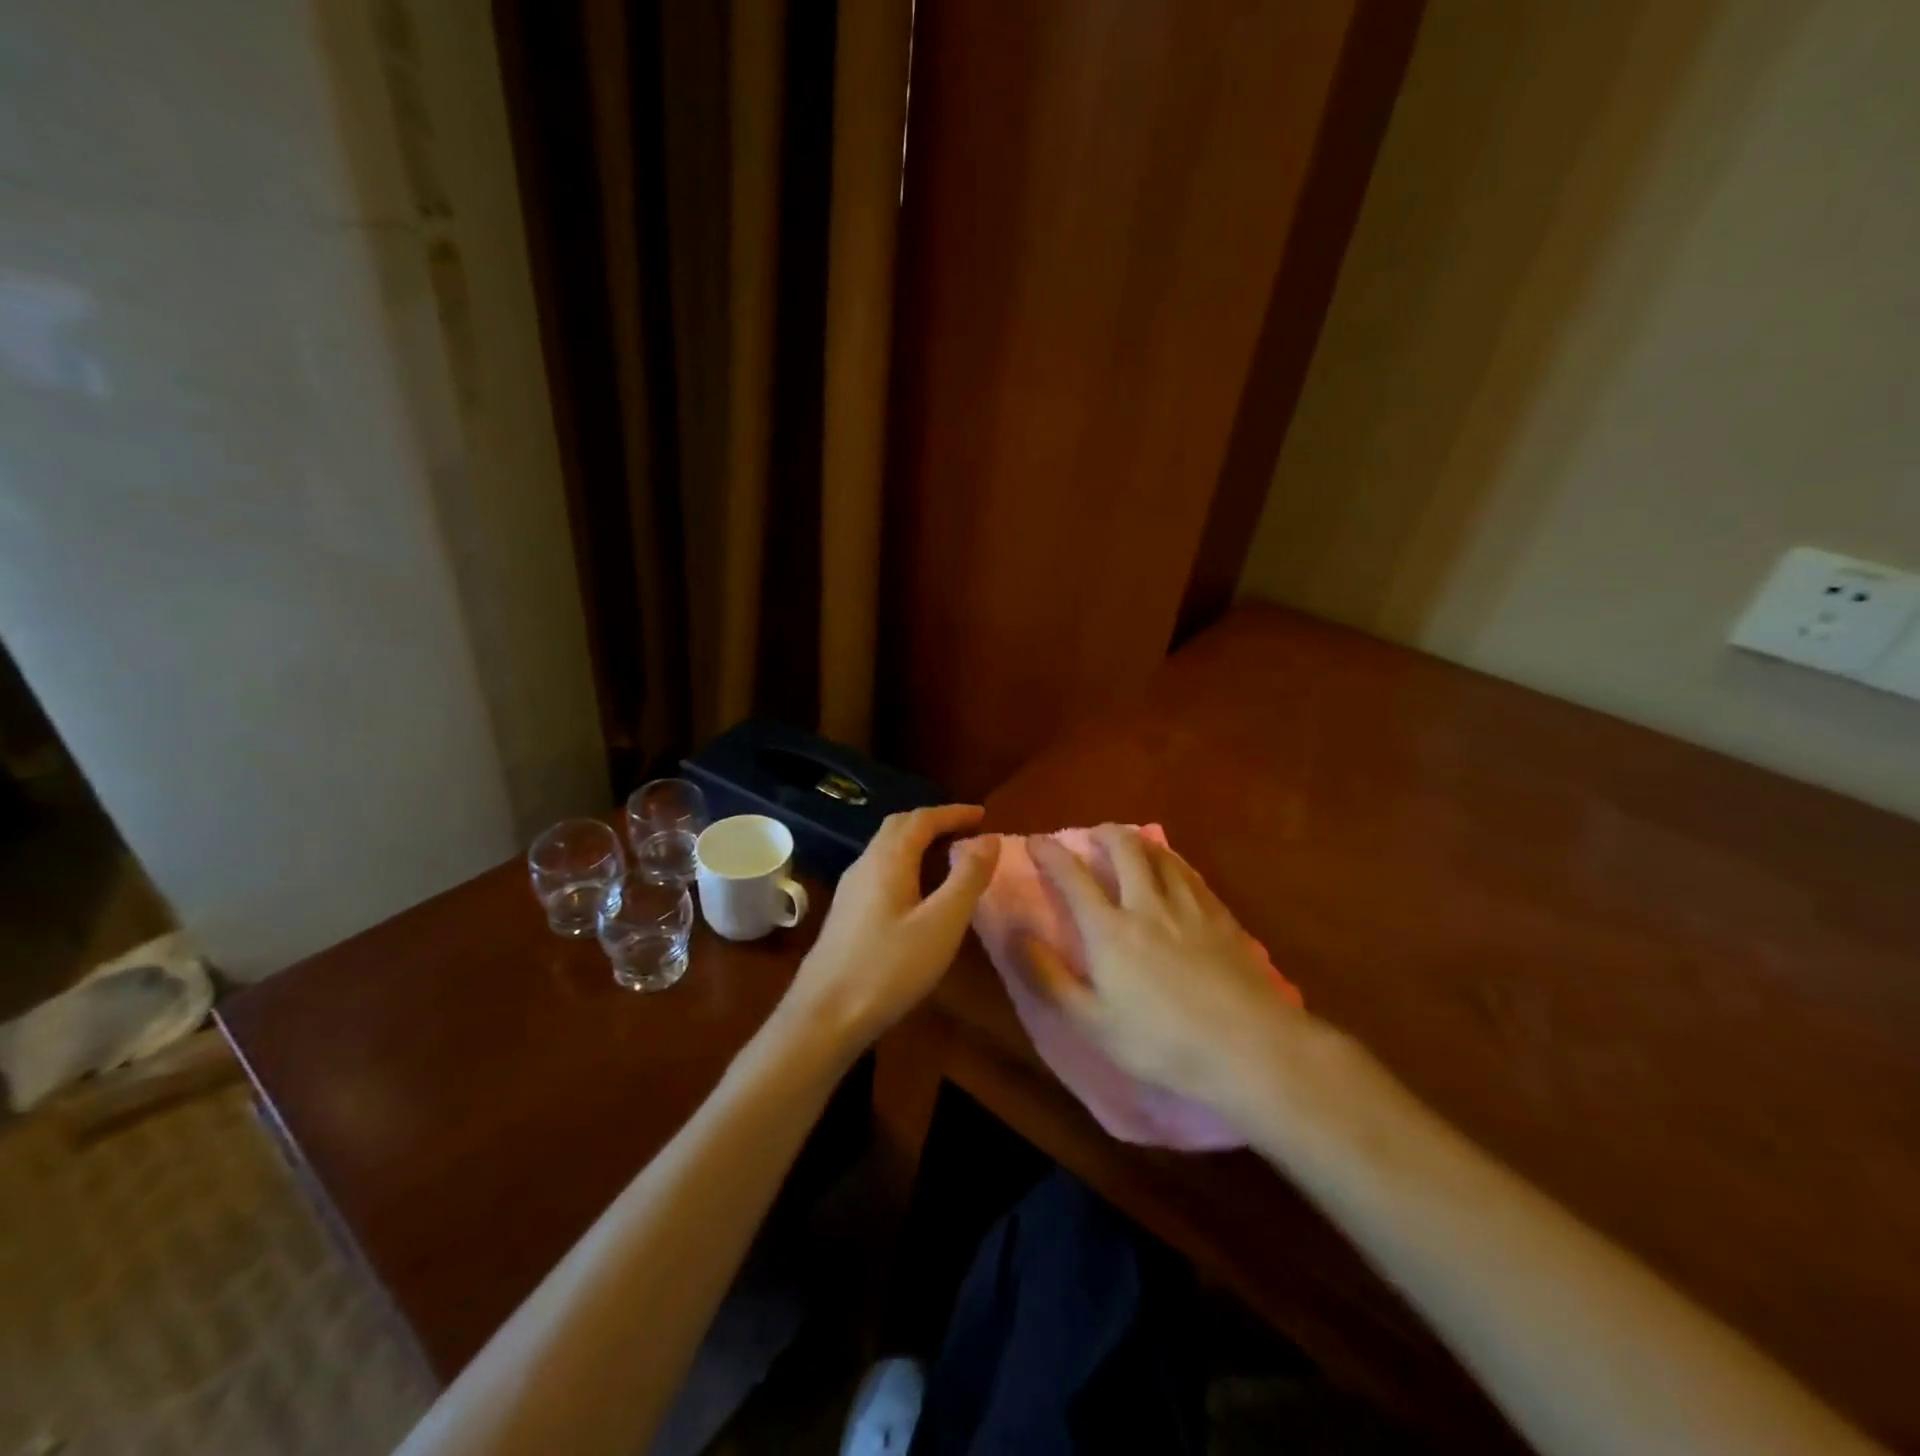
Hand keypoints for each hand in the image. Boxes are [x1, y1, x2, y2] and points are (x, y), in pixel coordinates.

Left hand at [781, 805, 1001, 1051]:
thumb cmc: (890, 967)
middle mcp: (865, 864)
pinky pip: (880, 871)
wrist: (824, 1015)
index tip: (983, 814)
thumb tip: (989, 838)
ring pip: (887, 849)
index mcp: (888, 859)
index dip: (953, 813)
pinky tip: (918, 893)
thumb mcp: (942, 923)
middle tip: (966, 830)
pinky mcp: (846, 913)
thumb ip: (968, 878)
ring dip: (918, 843)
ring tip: (948, 857)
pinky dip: (906, 864)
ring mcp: (850, 889)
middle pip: (899, 827)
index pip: (922, 819)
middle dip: (934, 822)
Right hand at [1026, 825, 1304, 1112]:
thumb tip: (1016, 935)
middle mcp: (1146, 905)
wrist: (1247, 1047)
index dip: (1050, 853)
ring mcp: (1188, 907)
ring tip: (1130, 844)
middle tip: (1092, 835)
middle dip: (1103, 833)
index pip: (1072, 876)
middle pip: (1124, 849)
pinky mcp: (1220, 917)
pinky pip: (1191, 874)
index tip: (1036, 841)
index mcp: (1109, 930)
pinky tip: (1174, 869)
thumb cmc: (1160, 1041)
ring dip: (1139, 842)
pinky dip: (1172, 862)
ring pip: (1161, 855)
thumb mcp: (1091, 1022)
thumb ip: (1049, 976)